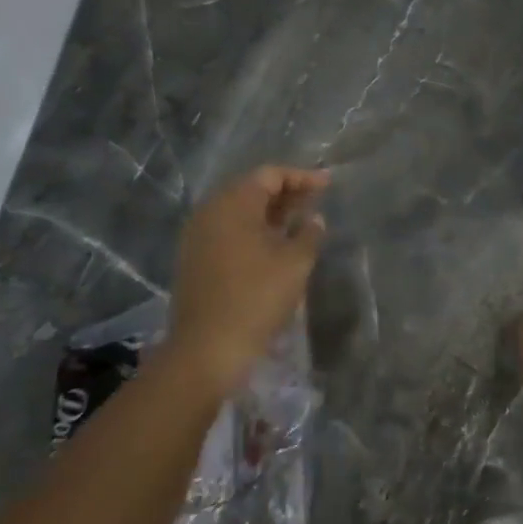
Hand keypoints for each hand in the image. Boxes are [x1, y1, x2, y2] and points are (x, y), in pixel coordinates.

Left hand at [165, 166, 328, 394]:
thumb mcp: (294, 264)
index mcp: (233, 204)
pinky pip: (228, 231)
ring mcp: (198, 236)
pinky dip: (254, 230)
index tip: (327, 185)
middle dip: (286, 193)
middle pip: (251, 190)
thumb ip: (309, 234)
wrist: (207, 348)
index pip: (269, 175)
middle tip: (315, 201)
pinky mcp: (195, 259)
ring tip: (299, 222)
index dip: (301, 177)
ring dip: (270, 213)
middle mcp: (210, 212)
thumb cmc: (256, 298)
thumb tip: (314, 219)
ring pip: (239, 212)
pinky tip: (274, 245)